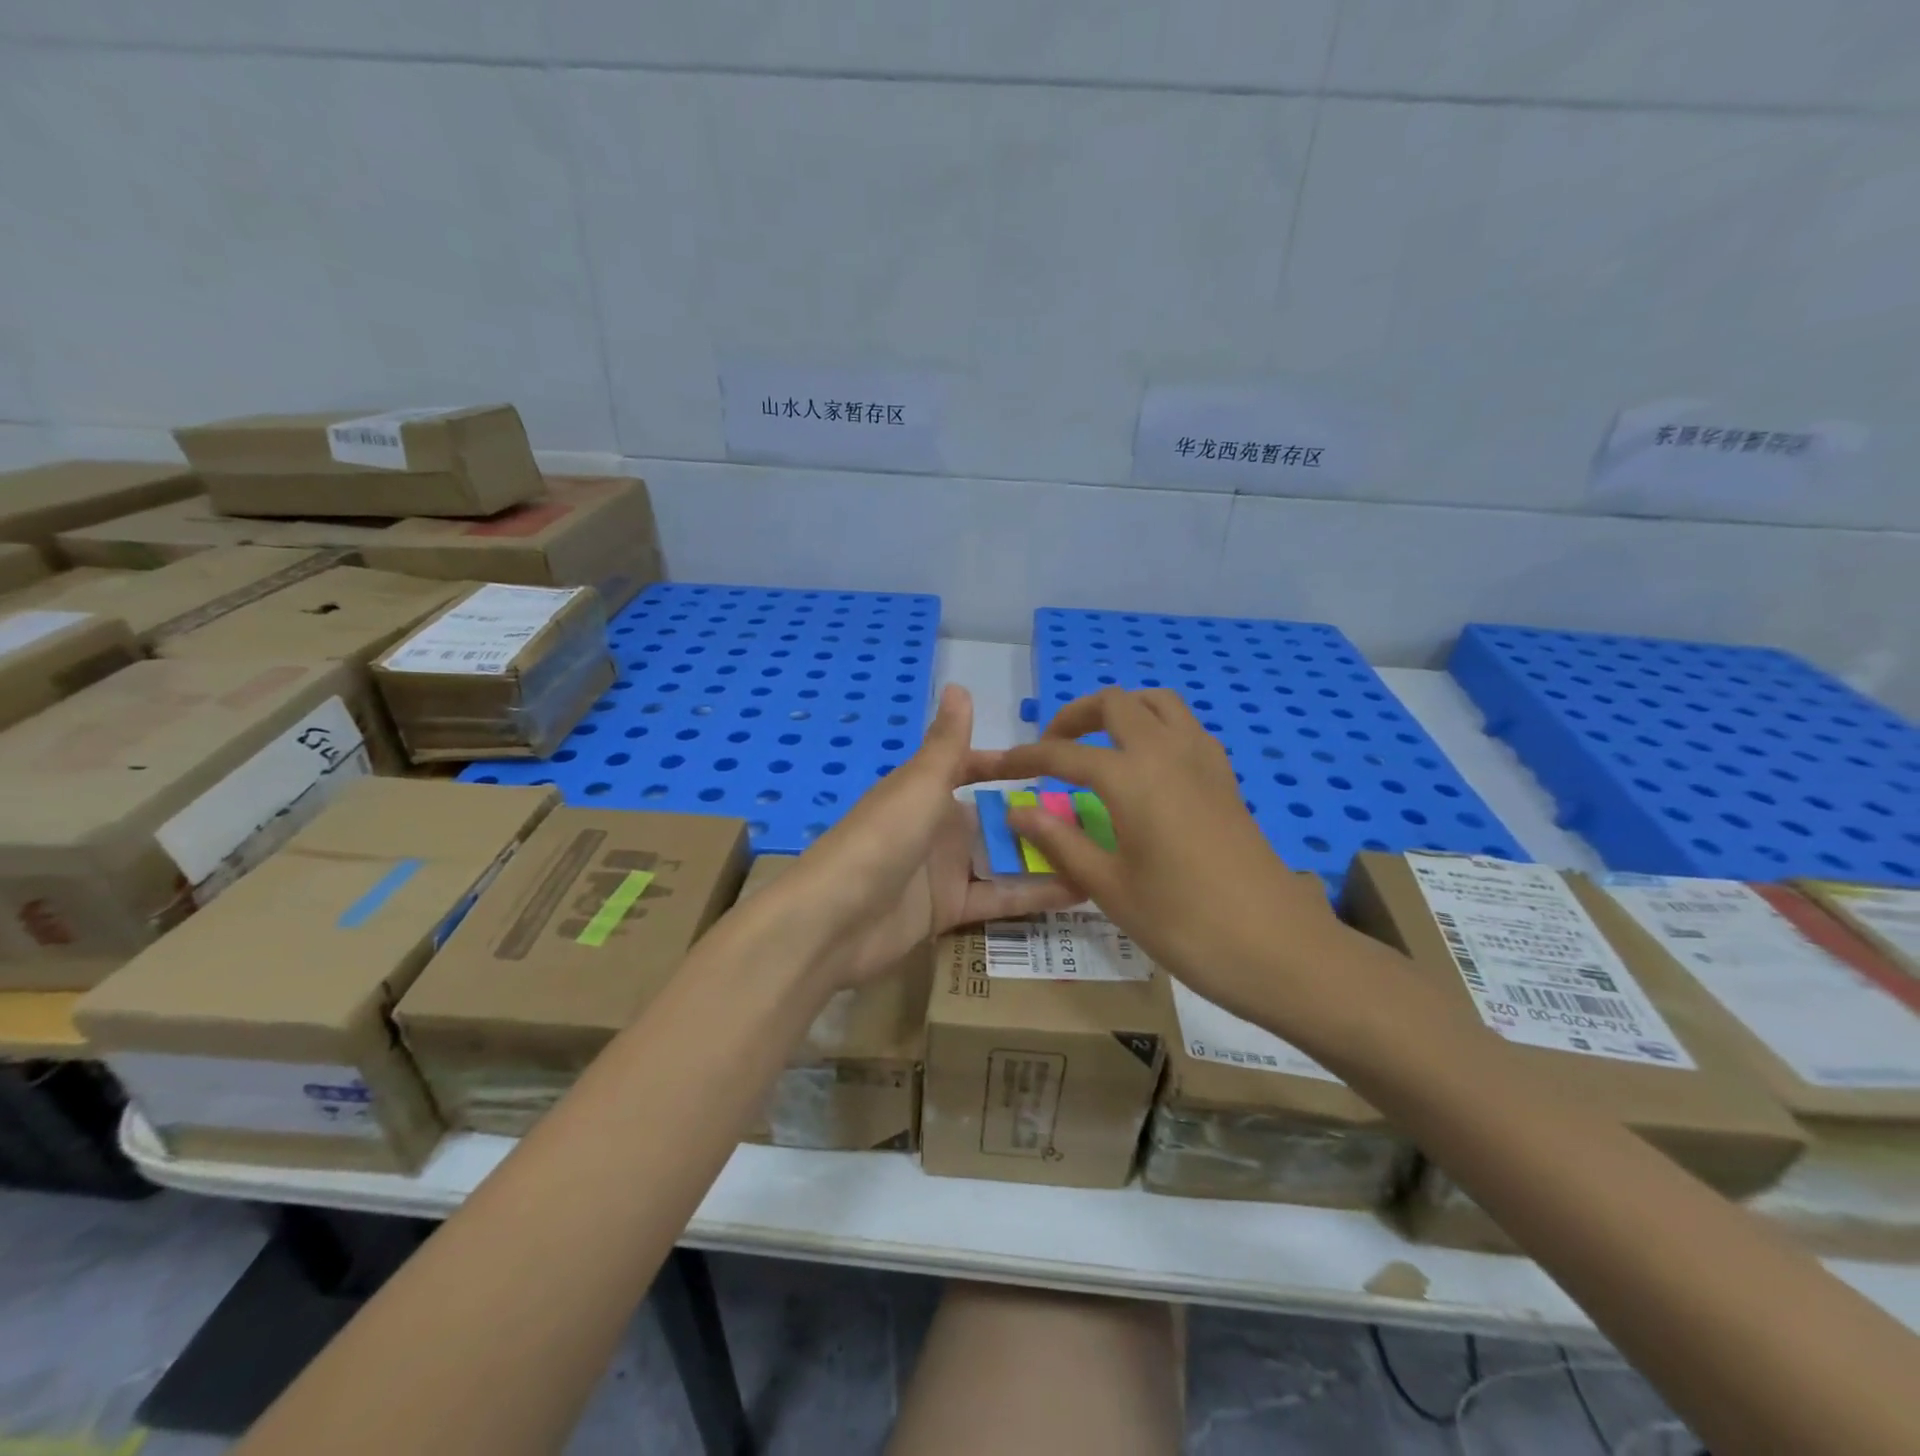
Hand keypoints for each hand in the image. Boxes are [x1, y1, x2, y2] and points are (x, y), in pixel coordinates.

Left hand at [759, 685, 1080, 990]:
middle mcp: (937, 827)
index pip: (973, 768)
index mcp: (927, 790)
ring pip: (1003, 859)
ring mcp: (943, 871)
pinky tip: (1080, 891)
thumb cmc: (881, 838)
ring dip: (1045, 856)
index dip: (1009, 766)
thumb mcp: (920, 784)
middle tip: (1098, 816)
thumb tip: (957, 684)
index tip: (1056, 764)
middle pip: (995, 818)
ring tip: (1101, 852)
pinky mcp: (948, 911)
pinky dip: (1034, 895)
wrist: (834, 919)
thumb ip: (947, 742)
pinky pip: (998, 897)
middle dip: (1039, 816)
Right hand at [988, 687, 1345, 1028]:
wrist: (1278, 948)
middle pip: (1115, 704)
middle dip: (1074, 717)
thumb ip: (1060, 842)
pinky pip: (1185, 727)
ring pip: (1157, 704)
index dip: (1026, 758)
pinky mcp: (1226, 778)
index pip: (1065, 753)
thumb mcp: (1110, 887)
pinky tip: (1146, 767)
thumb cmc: (1184, 923)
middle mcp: (1168, 752)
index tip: (999, 768)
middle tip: (1051, 751)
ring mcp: (1204, 761)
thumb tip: (1018, 811)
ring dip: (1120, 712)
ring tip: (1097, 746)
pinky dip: (1155, 727)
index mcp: (1132, 778)